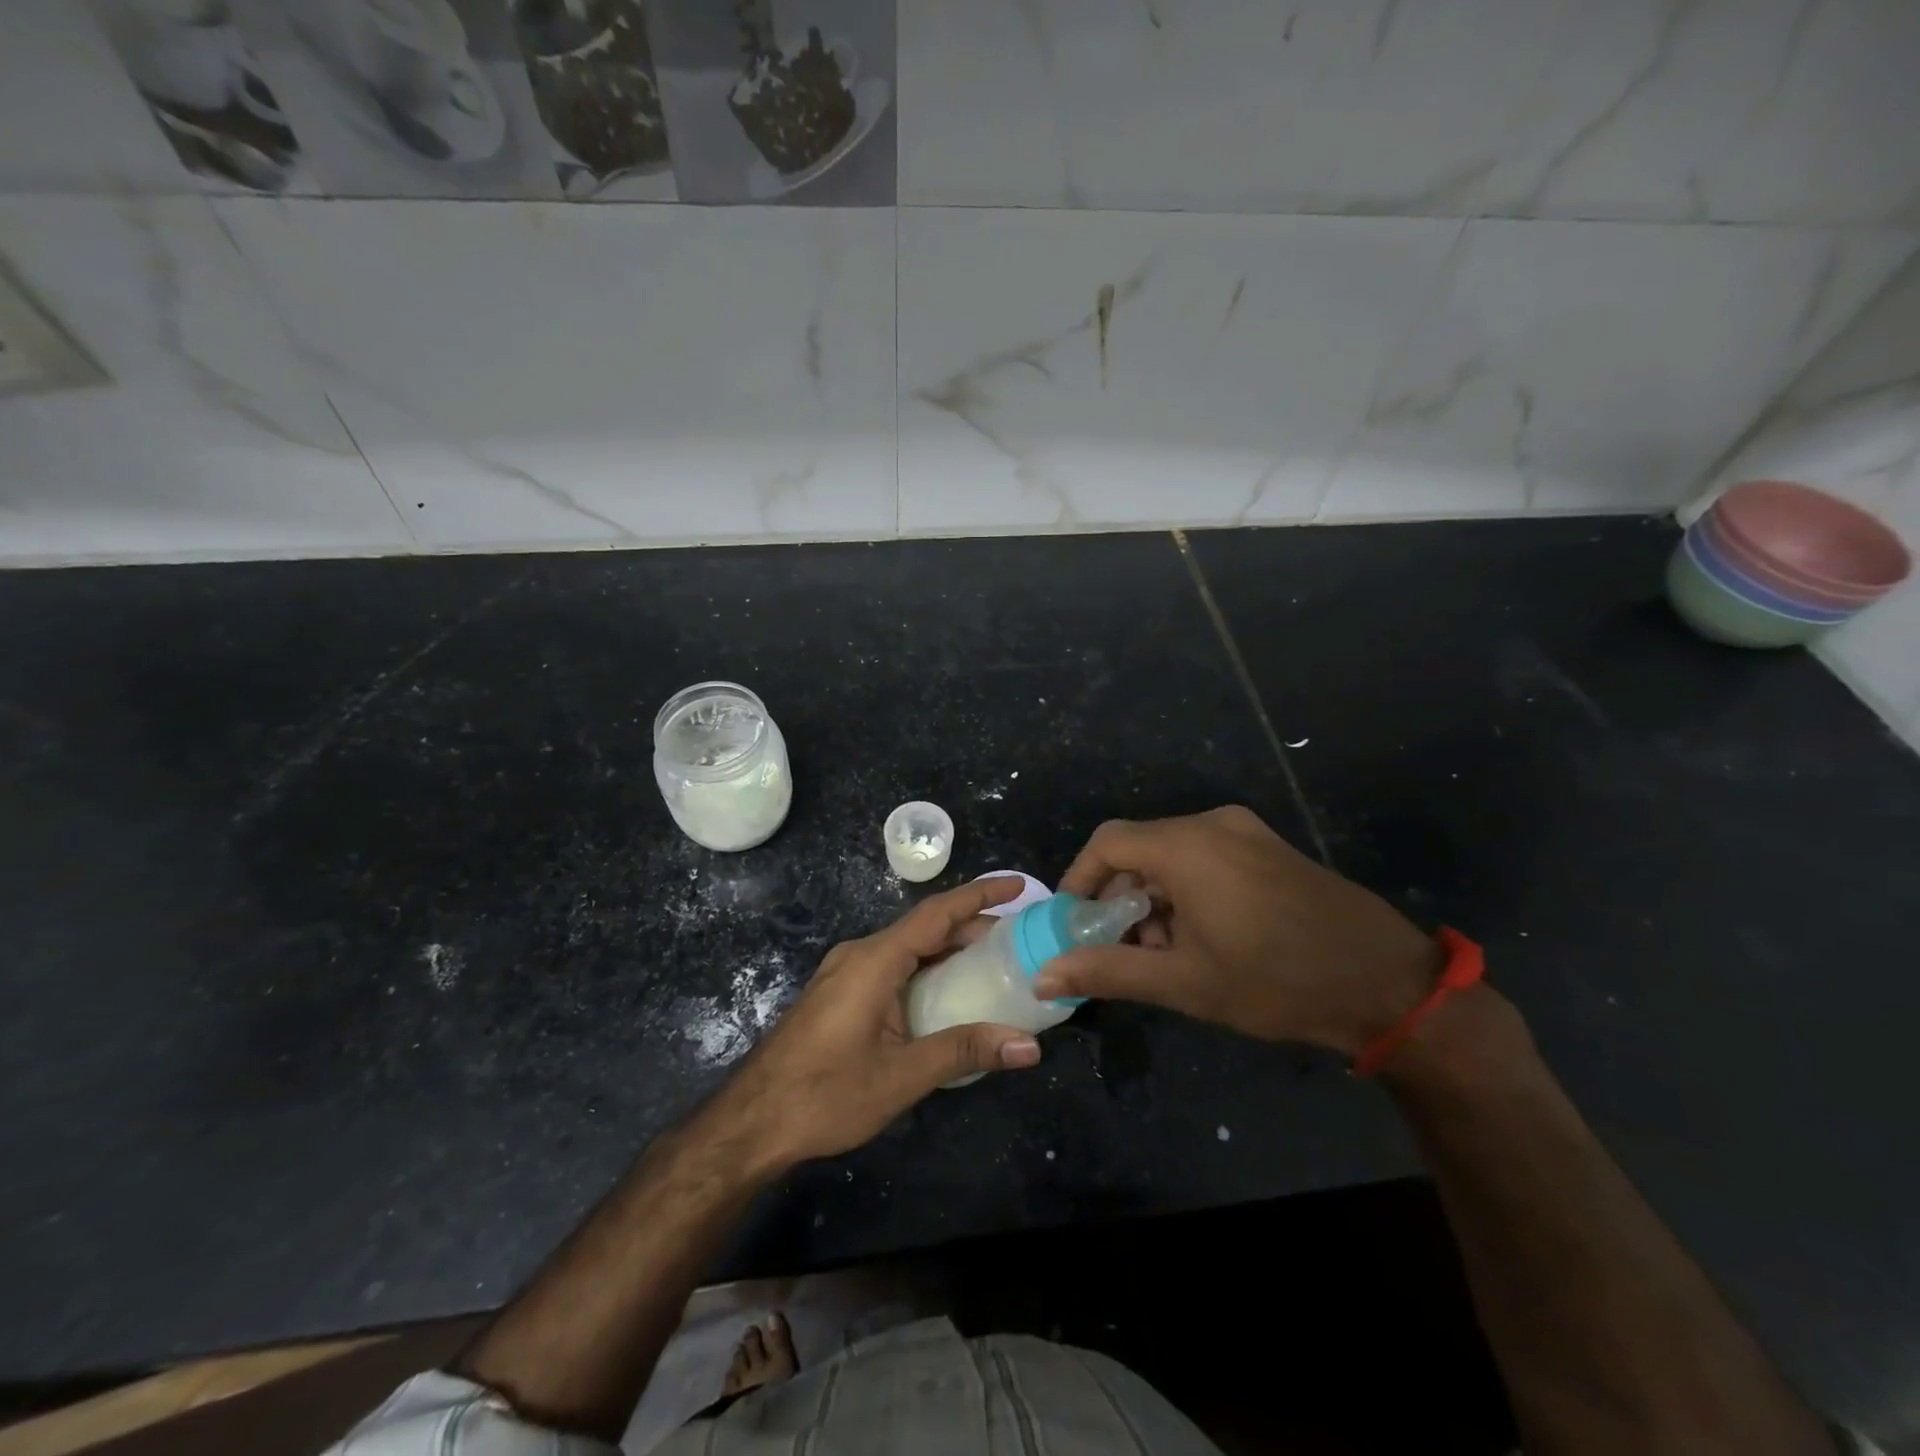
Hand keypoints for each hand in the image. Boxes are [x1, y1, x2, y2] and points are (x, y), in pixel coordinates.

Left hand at [711, 876, 1041, 1171]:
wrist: (751, 1122)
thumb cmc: (824, 1094)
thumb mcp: (901, 1076)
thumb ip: (965, 1052)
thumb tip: (1029, 1047)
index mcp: (875, 960)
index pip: (937, 913)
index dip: (980, 896)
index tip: (1018, 885)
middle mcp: (860, 954)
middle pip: (925, 928)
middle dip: (972, 927)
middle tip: (1020, 940)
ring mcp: (846, 972)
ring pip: (908, 948)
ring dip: (949, 949)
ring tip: (995, 963)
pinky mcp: (840, 993)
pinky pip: (892, 966)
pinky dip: (927, 969)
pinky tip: (948, 994)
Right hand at [1033, 806, 1441, 1055]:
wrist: (1386, 983)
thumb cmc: (1274, 980)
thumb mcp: (1183, 982)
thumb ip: (1108, 971)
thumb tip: (1043, 976)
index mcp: (1186, 846)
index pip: (1107, 843)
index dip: (1080, 879)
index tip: (1074, 921)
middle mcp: (1213, 824)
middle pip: (1141, 847)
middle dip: (1121, 895)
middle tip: (1121, 946)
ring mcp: (1247, 832)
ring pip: (1175, 853)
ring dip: (1155, 895)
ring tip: (1164, 950)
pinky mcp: (1271, 848)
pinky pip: (1208, 855)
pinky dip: (1188, 888)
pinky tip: (1203, 935)